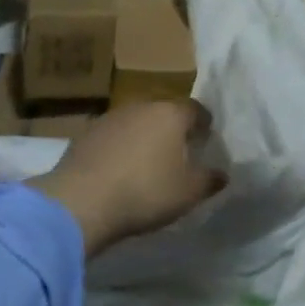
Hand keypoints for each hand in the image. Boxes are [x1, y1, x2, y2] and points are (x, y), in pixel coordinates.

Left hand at [30, 99, 223, 256]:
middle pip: (164, 112)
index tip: (206, 136)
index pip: (195, 109)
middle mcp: (141, 106)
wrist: (82, 199)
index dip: (203, 122)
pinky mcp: (86, 132)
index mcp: (170, 114)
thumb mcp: (187, 193)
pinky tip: (119, 168)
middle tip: (179, 151)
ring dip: (144, 136)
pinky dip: (120, 146)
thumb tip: (222, 173)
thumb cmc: (144, 192)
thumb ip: (208, 180)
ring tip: (147, 161)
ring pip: (137, 121)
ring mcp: (111, 116)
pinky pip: (113, 135)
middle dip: (173, 128)